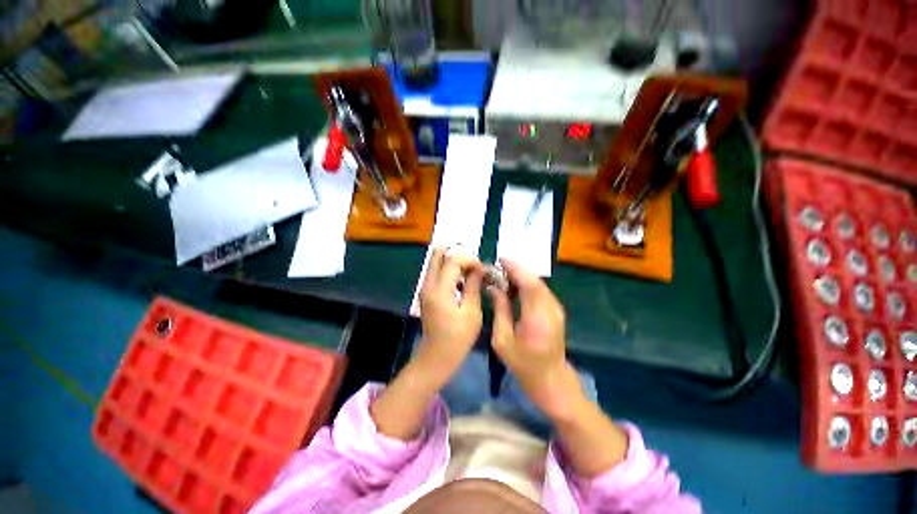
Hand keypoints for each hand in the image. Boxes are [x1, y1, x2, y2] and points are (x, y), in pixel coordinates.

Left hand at [417, 247, 484, 383]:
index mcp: (440, 289)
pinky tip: (462, 283)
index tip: (482, 269)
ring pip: (436, 261)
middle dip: (458, 255)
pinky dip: (449, 271)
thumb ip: (473, 285)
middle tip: (473, 266)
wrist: (436, 357)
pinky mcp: (426, 293)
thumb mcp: (471, 311)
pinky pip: (436, 272)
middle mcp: (428, 284)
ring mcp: (425, 287)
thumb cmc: (458, 338)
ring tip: (471, 274)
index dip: (470, 260)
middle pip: (438, 254)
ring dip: (454, 262)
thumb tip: (480, 268)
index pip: (452, 260)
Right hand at [488, 259, 583, 419]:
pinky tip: (515, 287)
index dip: (515, 268)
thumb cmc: (523, 364)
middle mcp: (551, 309)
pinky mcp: (556, 311)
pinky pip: (541, 291)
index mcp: (537, 317)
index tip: (500, 260)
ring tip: (504, 275)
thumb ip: (500, 310)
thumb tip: (494, 288)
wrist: (551, 379)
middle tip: (499, 267)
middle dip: (517, 269)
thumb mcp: (503, 339)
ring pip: (539, 284)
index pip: (529, 283)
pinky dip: (528, 284)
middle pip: (535, 280)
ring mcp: (556, 309)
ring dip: (522, 276)